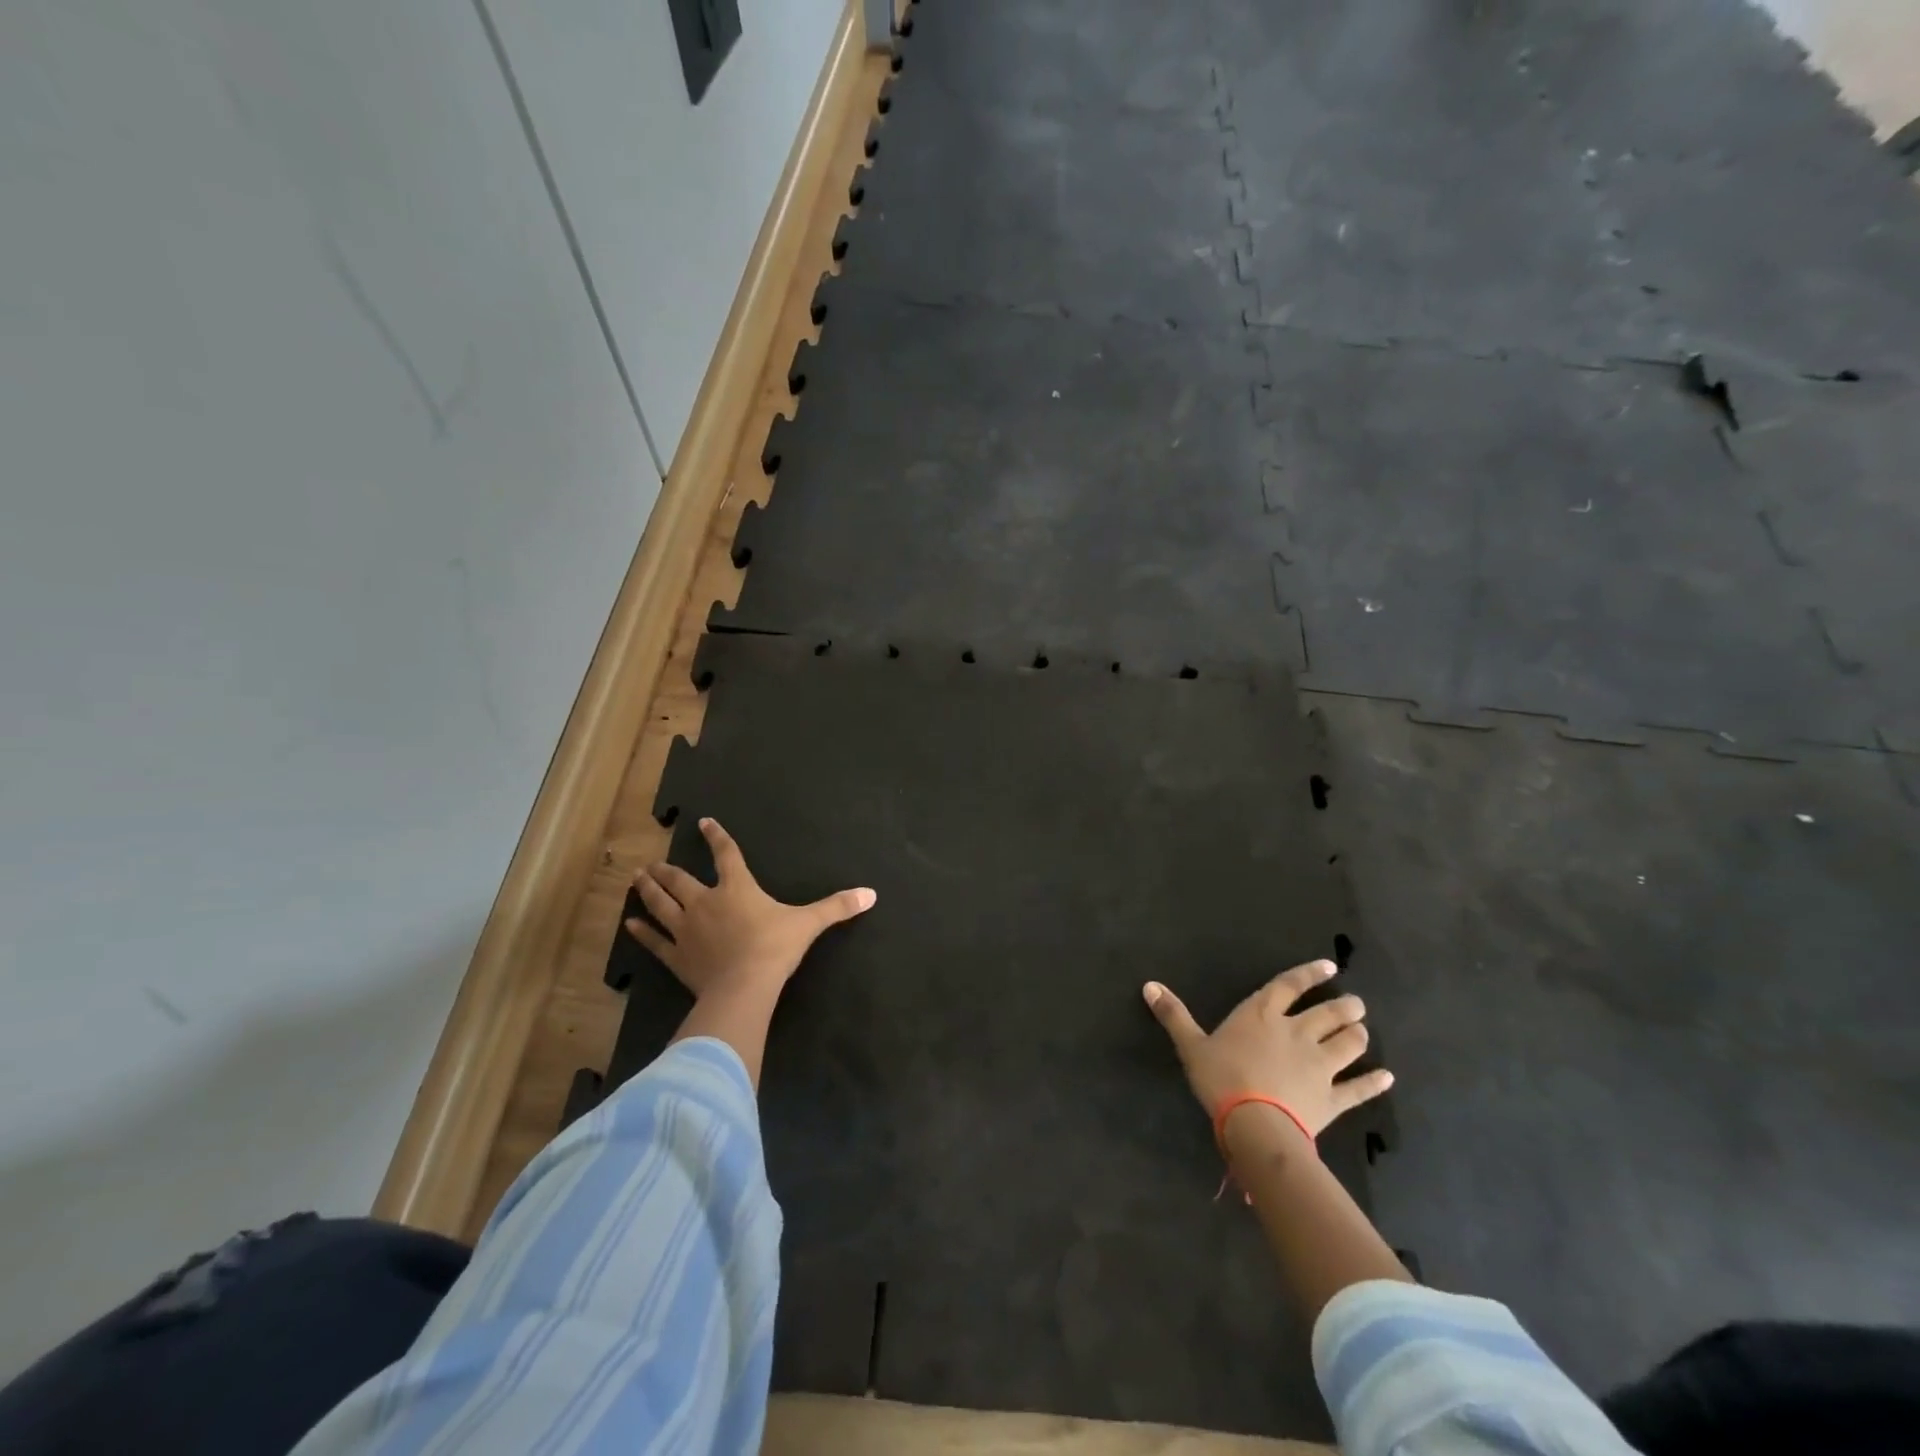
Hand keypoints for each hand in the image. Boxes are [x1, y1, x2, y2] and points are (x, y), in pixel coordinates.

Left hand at [624, 817, 875, 998]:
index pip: (726, 855)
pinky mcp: (675, 957)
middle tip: (651, 862)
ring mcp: (686, 929)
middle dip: (666, 869)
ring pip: (660, 904)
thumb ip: (837, 907)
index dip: (716, 837)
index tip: (704, 823)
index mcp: (737, 888)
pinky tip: (629, 925)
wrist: (744, 986)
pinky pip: (654, 942)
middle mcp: (705, 902)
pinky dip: (641, 933)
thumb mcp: (809, 924)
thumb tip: (871, 894)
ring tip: (635, 879)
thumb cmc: (774, 948)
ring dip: (647, 891)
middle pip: (680, 879)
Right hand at [1143, 960, 1391, 1138]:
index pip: (1289, 986)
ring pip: (1347, 1044)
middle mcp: (1297, 1032)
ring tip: (1364, 1030)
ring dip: (1358, 1036)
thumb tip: (1148, 985)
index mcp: (1262, 1015)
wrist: (1254, 1123)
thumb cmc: (1221, 1078)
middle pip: (1327, 1013)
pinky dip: (1373, 1082)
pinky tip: (1386, 1077)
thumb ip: (1173, 1015)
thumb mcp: (1191, 1045)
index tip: (1329, 967)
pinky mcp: (1332, 1097)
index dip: (1309, 975)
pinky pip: (1358, 1088)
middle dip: (1344, 1006)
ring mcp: (1319, 1065)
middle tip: (1356, 1003)